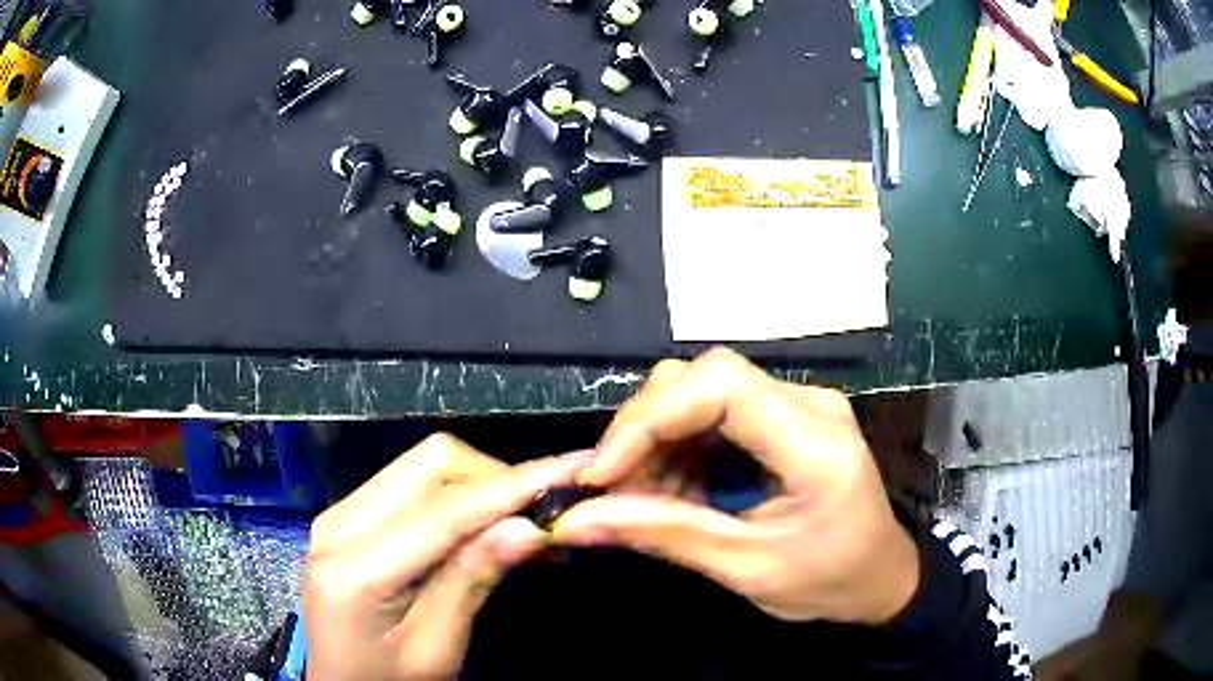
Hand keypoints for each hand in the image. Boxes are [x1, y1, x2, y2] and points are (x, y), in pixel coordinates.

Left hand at [304, 434, 588, 680]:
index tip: (571, 474)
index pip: (444, 510)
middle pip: (430, 464)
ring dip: (478, 484)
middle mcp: (339, 522)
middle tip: (544, 513)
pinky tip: (483, 525)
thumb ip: (471, 582)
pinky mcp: (349, 517)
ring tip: (522, 521)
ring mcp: (340, 513)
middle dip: (495, 478)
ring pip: (423, 466)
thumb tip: (529, 527)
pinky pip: (410, 485)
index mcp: (355, 567)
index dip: (510, 489)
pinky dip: (456, 496)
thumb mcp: (435, 648)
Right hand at [552, 348, 919, 624]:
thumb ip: (664, 535)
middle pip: (702, 379)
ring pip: (699, 392)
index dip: (647, 419)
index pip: (719, 385)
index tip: (600, 474)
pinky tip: (667, 489)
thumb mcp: (747, 568)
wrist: (879, 579)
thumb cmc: (828, 582)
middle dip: (643, 431)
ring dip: (655, 442)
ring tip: (635, 497)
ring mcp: (796, 406)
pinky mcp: (782, 419)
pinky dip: (676, 450)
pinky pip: (713, 416)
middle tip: (610, 490)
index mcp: (814, 441)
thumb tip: (573, 521)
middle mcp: (807, 403)